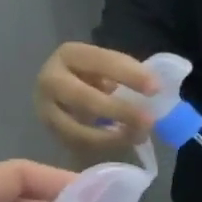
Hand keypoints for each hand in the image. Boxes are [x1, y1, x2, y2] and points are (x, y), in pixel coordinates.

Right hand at [35, 42, 159, 152]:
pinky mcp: (51, 134)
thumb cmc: (93, 77)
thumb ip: (126, 74)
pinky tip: (123, 142)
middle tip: (148, 121)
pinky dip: (103, 146)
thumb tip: (155, 90)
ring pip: (77, 130)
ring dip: (112, 137)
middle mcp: (51, 80)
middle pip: (84, 98)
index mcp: (69, 55)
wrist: (62, 93)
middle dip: (119, 111)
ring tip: (138, 136)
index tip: (155, 89)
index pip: (100, 61)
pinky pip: (78, 145)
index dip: (129, 75)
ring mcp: (46, 110)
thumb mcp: (107, 68)